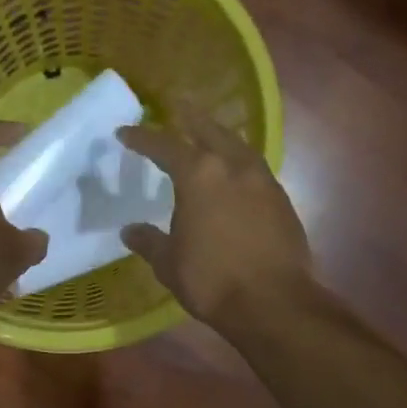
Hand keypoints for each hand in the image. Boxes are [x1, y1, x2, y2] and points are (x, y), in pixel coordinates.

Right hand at [117, 108, 311, 331]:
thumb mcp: (168, 262)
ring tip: (209, 135)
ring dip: (221, 136)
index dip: (142, 138)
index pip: (164, 146)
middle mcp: (233, 167)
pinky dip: (239, 163)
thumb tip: (130, 230)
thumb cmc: (211, 279)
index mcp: (199, 175)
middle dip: (191, 117)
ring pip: (239, 146)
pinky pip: (255, 169)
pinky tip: (235, 174)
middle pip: (210, 130)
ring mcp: (263, 182)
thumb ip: (149, 241)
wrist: (273, 303)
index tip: (124, 133)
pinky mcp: (282, 201)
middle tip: (178, 104)